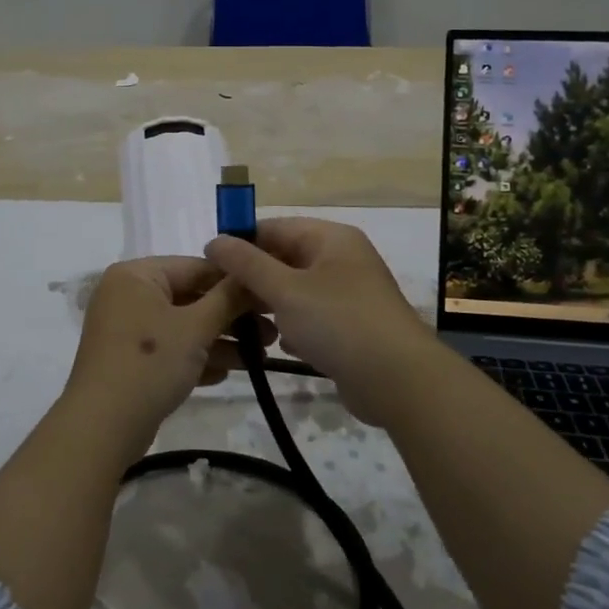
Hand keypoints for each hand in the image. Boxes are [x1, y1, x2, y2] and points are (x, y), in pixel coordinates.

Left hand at [64, 257, 273, 447]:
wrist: (101, 428)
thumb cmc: (149, 363)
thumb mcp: (196, 328)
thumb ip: (228, 298)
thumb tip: (253, 274)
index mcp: (137, 274)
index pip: (196, 267)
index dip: (236, 281)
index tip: (270, 297)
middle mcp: (128, 294)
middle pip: (190, 296)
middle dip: (231, 316)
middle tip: (272, 332)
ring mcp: (127, 328)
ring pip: (183, 325)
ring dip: (220, 339)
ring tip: (260, 356)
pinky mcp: (130, 359)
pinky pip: (170, 348)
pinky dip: (196, 357)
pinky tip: (226, 373)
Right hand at [205, 219, 436, 425]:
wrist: (399, 380)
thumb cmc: (339, 322)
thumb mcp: (285, 289)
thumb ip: (246, 264)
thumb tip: (213, 240)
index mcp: (330, 238)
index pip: (274, 227)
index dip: (240, 242)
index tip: (209, 265)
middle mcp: (341, 259)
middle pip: (285, 258)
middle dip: (253, 278)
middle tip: (220, 300)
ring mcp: (349, 294)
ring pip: (296, 290)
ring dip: (269, 305)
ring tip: (241, 324)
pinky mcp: (351, 326)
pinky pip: (312, 316)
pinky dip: (292, 326)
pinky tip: (277, 344)